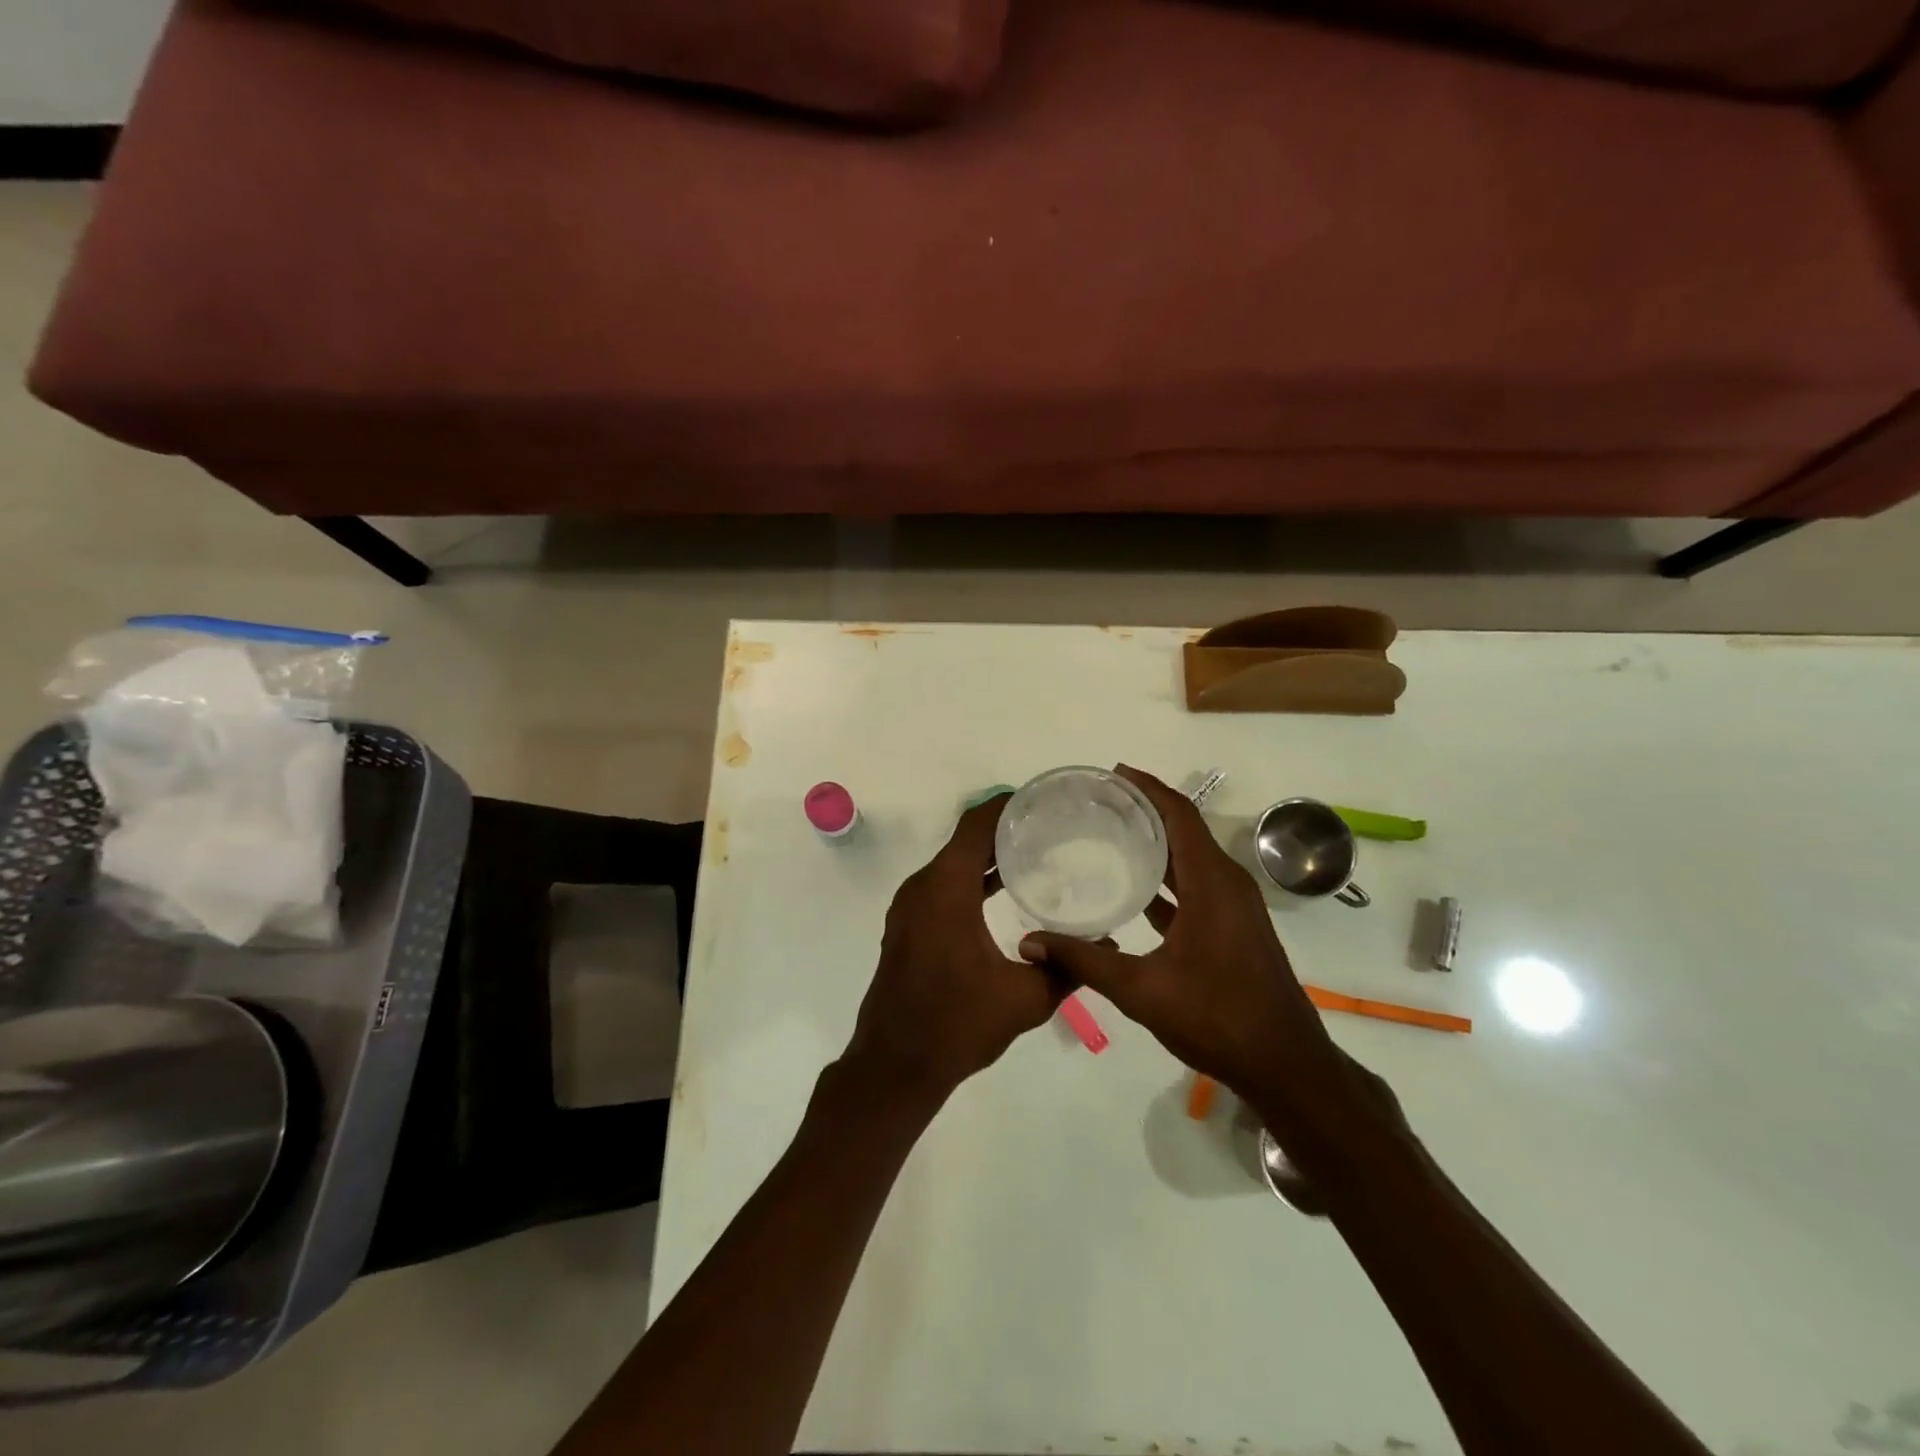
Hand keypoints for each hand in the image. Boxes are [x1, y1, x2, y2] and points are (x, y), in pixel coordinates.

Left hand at [843, 794, 1068, 1104]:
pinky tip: (1004, 891)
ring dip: (987, 855)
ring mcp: (910, 906)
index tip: (1043, 798)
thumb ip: (1068, 967)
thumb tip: (1108, 944)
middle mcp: (923, 887)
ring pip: (952, 863)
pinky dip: (971, 879)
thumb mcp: (1024, 999)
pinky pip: (942, 885)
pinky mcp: (908, 925)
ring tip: (1035, 853)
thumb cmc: (957, 1024)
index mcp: (945, 889)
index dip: (1007, 805)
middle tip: (1052, 826)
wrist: (896, 1064)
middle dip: (1005, 828)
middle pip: (965, 840)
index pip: (976, 825)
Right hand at [1017, 765, 1341, 1109]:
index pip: (1179, 815)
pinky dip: (1166, 875)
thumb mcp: (1142, 990)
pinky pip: (1196, 884)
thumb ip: (1084, 961)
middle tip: (1099, 801)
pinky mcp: (1233, 926)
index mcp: (1212, 883)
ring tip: (1110, 833)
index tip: (1112, 773)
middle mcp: (1227, 883)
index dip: (1148, 788)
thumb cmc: (1217, 1018)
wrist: (1284, 1065)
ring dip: (1156, 841)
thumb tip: (1029, 943)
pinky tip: (1133, 888)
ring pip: (1191, 857)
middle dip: (1145, 808)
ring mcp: (1233, 906)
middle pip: (1185, 829)